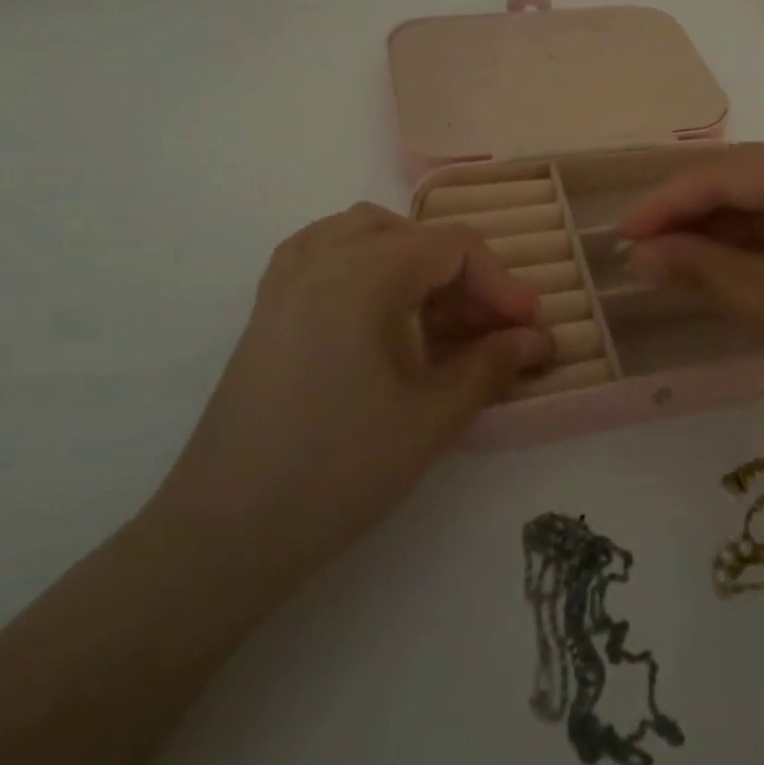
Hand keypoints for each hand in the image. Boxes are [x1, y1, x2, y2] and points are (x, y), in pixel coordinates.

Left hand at [150, 203, 549, 585]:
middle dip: (464, 278)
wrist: (224, 531)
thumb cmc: (339, 470)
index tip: (529, 327)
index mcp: (365, 273)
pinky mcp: (269, 302)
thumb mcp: (432, 417)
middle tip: (492, 330)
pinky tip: (382, 306)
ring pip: (370, 233)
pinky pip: (328, 250)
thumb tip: (538, 340)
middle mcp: (324, 255)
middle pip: (415, 237)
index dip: (501, 283)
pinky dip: (368, 261)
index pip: (454, 247)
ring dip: (417, 263)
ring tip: (441, 314)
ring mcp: (288, 275)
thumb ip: (492, 365)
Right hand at [618, 140, 763, 448]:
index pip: (727, 173)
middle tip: (642, 252)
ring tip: (674, 263)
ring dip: (726, 233)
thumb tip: (641, 255)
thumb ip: (700, 268)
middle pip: (751, 181)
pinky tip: (729, 268)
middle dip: (694, 218)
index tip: (619, 233)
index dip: (666, 203)